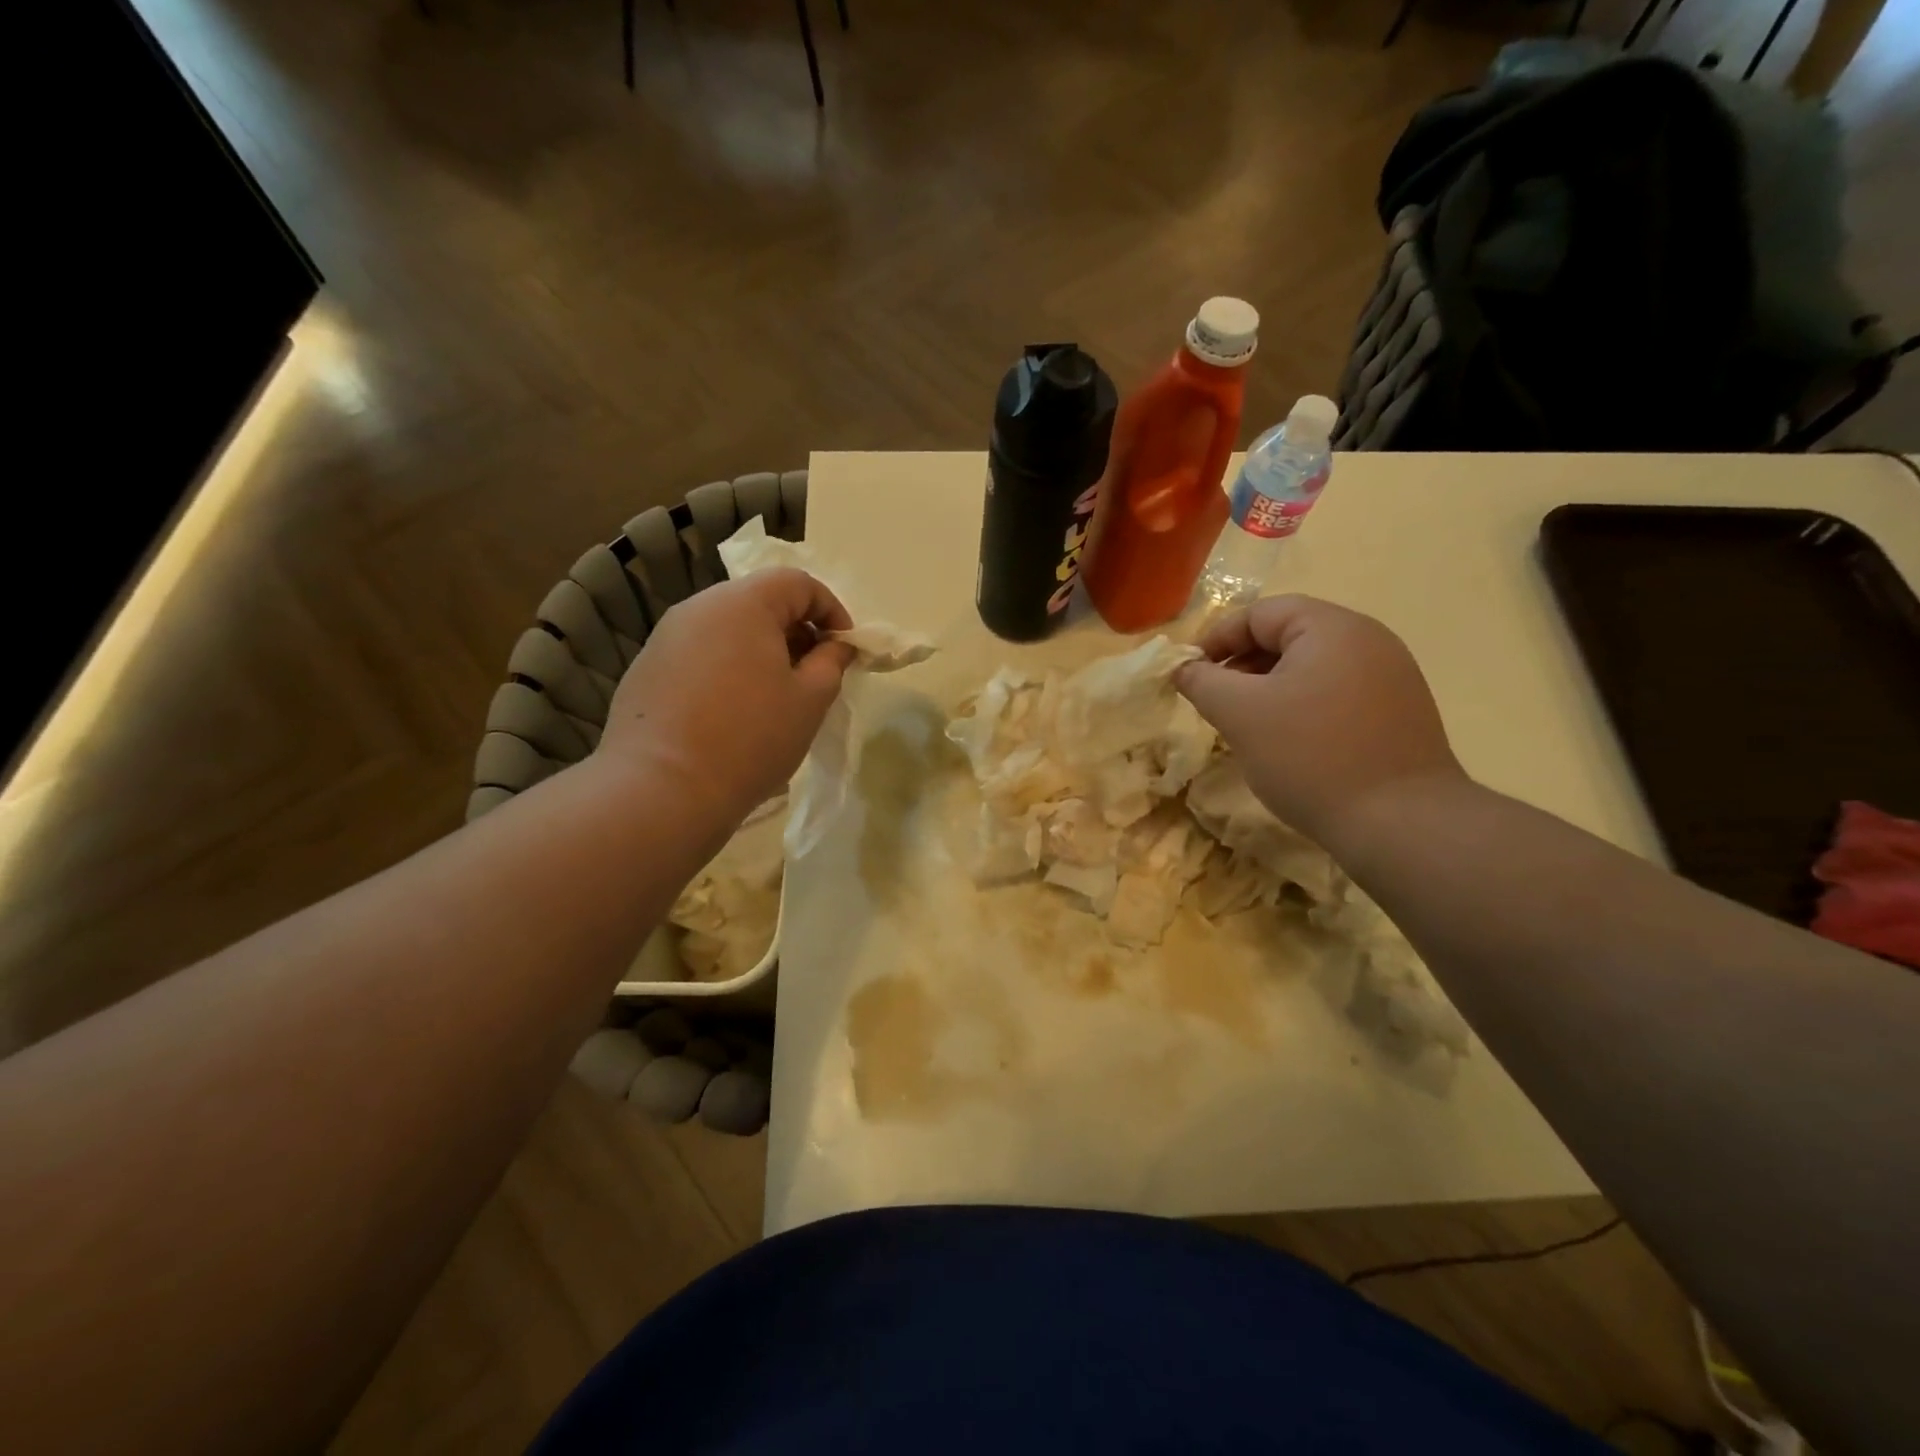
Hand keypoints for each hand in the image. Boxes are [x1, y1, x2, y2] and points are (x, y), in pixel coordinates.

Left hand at [600, 569, 855, 829]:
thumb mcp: (810, 700)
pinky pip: (701, 652)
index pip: (798, 583)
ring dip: (761, 649)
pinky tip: (734, 710)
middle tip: (815, 672)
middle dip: (796, 629)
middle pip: (760, 600)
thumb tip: (837, 647)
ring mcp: (667, 636)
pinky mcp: (648, 668)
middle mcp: (699, 607)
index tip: (845, 649)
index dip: (831, 610)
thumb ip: (831, 663)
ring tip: (777, 694)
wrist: (662, 788)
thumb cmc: (751, 737)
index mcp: (743, 604)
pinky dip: (728, 667)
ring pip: (728, 628)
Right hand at [1176, 595, 1465, 844]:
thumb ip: (1203, 682)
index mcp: (1332, 628)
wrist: (1400, 822)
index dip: (1217, 639)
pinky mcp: (1401, 712)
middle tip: (1216, 701)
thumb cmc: (1310, 756)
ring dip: (1271, 687)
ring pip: (1312, 667)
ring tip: (1248, 725)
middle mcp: (1369, 640)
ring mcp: (1392, 676)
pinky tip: (1290, 743)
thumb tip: (1184, 668)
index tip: (1190, 674)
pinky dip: (1303, 706)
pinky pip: (1337, 693)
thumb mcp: (1240, 714)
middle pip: (1288, 635)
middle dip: (1243, 664)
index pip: (1260, 613)